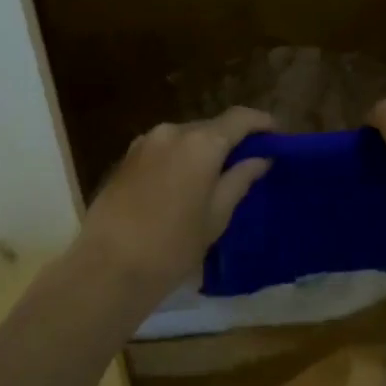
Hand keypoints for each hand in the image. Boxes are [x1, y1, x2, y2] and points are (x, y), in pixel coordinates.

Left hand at [75, 107, 275, 317]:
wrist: (108, 268)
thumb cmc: (173, 245)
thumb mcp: (217, 216)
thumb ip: (240, 180)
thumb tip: (261, 159)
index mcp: (201, 143)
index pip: (240, 118)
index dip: (262, 123)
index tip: (277, 136)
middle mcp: (172, 131)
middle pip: (211, 126)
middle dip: (231, 139)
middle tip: (248, 161)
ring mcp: (145, 142)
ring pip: (185, 137)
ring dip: (203, 149)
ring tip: (215, 176)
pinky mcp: (126, 158)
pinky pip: (163, 149)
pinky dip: (180, 158)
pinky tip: (184, 183)